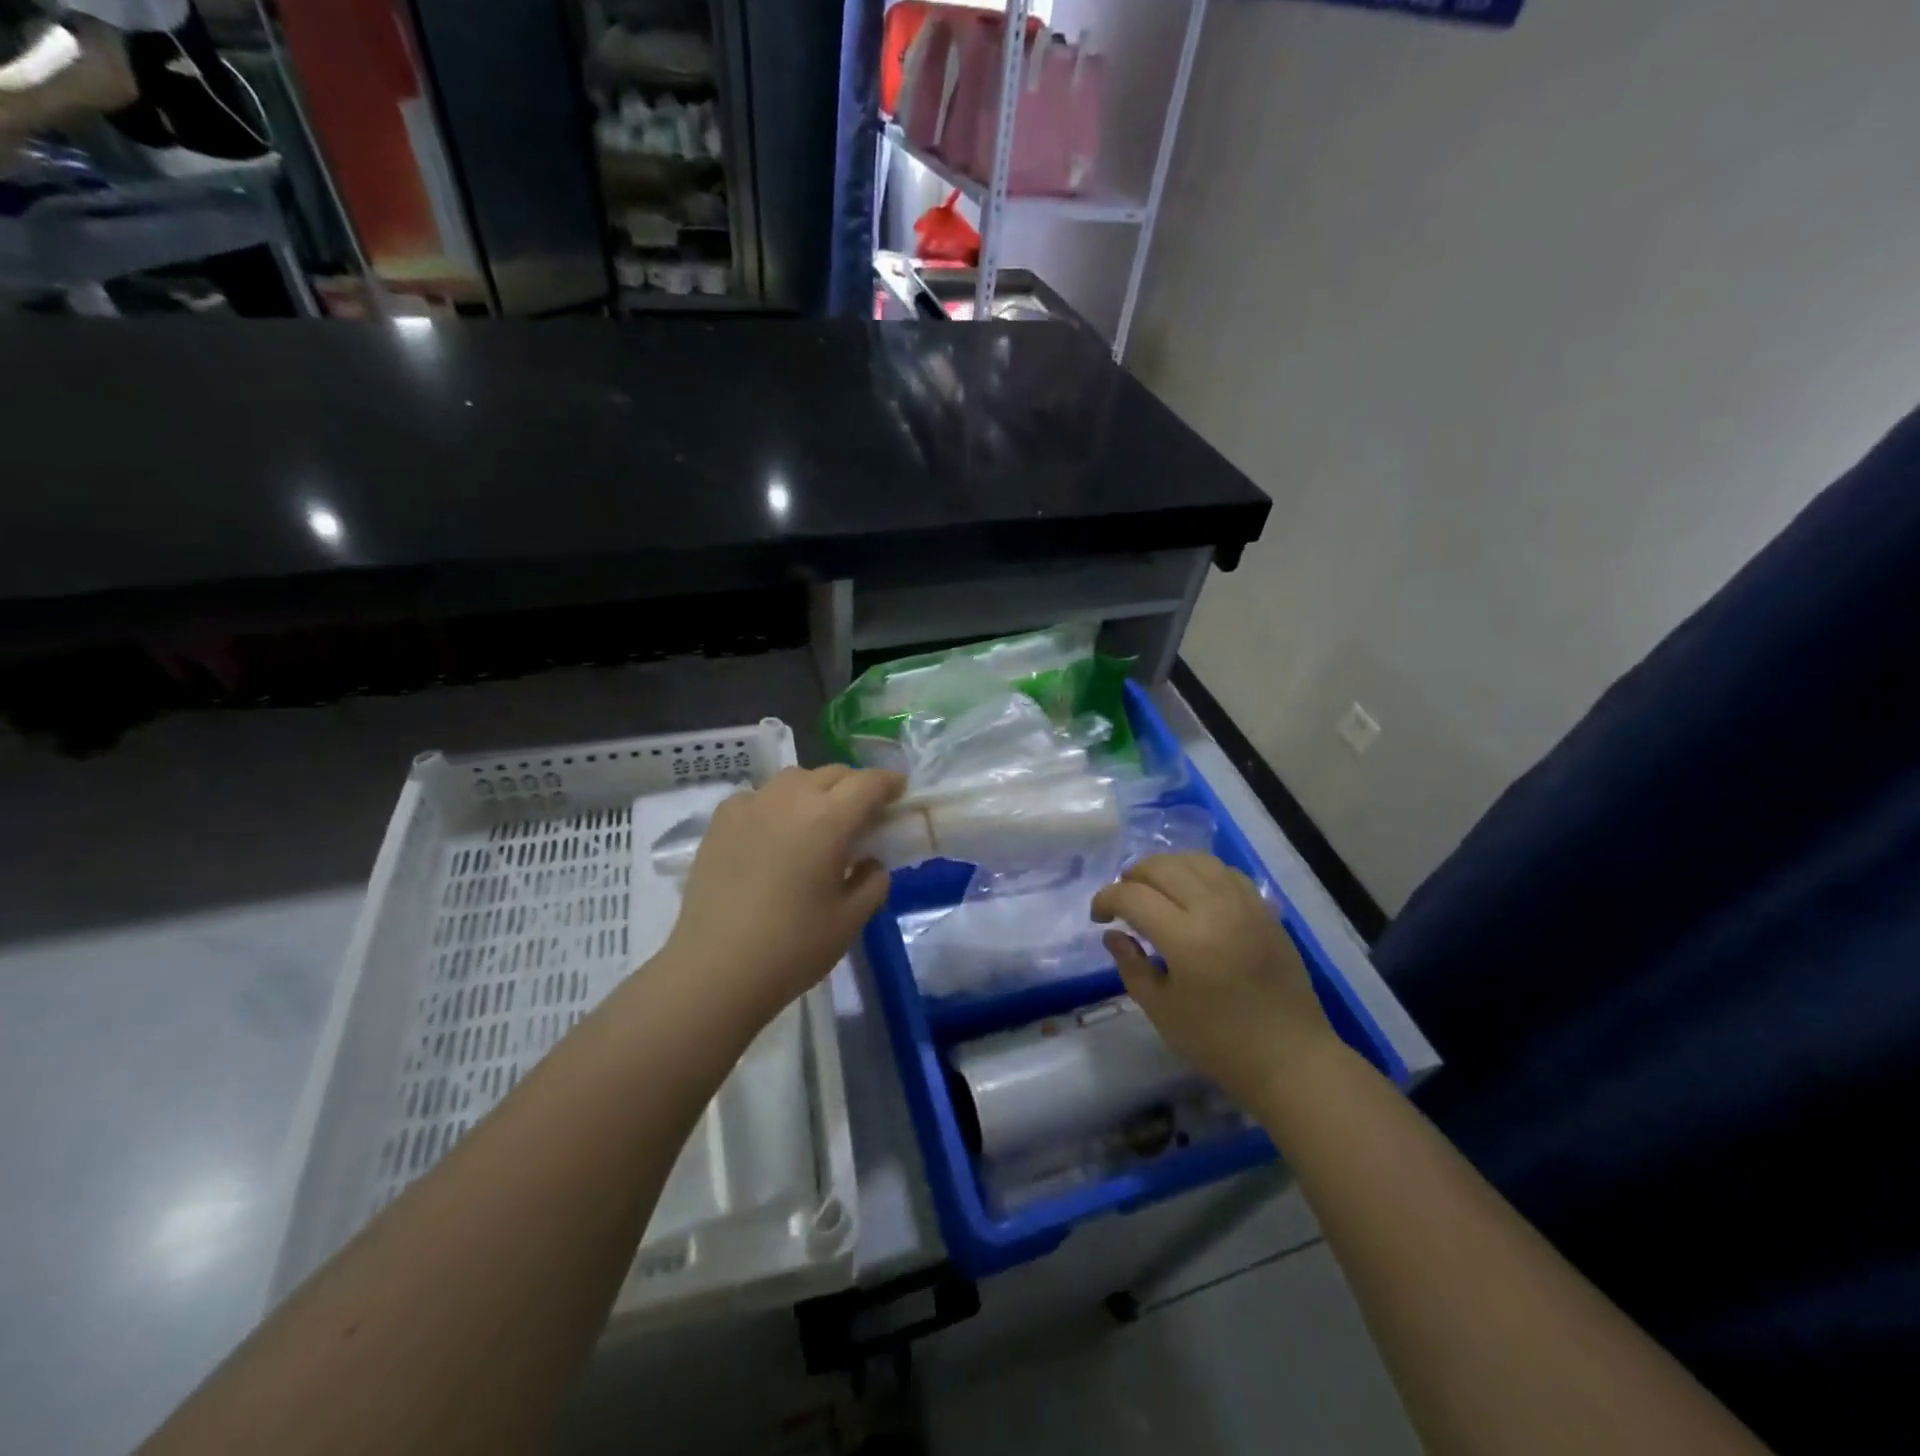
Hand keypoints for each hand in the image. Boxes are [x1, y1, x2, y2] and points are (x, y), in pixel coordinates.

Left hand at [663, 765, 904, 1027]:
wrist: (715, 968)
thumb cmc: (793, 947)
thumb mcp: (851, 919)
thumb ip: (873, 882)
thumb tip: (869, 862)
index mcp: (829, 820)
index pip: (868, 783)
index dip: (889, 782)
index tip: (900, 792)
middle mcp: (790, 799)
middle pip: (832, 774)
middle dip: (855, 786)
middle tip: (864, 814)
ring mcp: (751, 805)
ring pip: (794, 779)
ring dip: (816, 789)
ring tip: (818, 820)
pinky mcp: (721, 820)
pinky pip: (759, 796)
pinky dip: (777, 804)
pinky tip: (774, 833)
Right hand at [1091, 853, 1337, 1106]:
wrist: (1291, 1058)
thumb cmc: (1219, 1043)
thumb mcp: (1161, 1010)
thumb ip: (1131, 965)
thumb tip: (1113, 933)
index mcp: (1185, 938)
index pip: (1132, 896)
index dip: (1106, 899)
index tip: (1098, 917)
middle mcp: (1214, 908)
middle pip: (1162, 867)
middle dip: (1132, 877)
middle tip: (1122, 900)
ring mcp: (1244, 904)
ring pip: (1195, 860)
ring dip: (1166, 867)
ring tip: (1154, 889)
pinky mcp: (1264, 909)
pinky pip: (1225, 872)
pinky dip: (1199, 872)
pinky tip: (1193, 892)